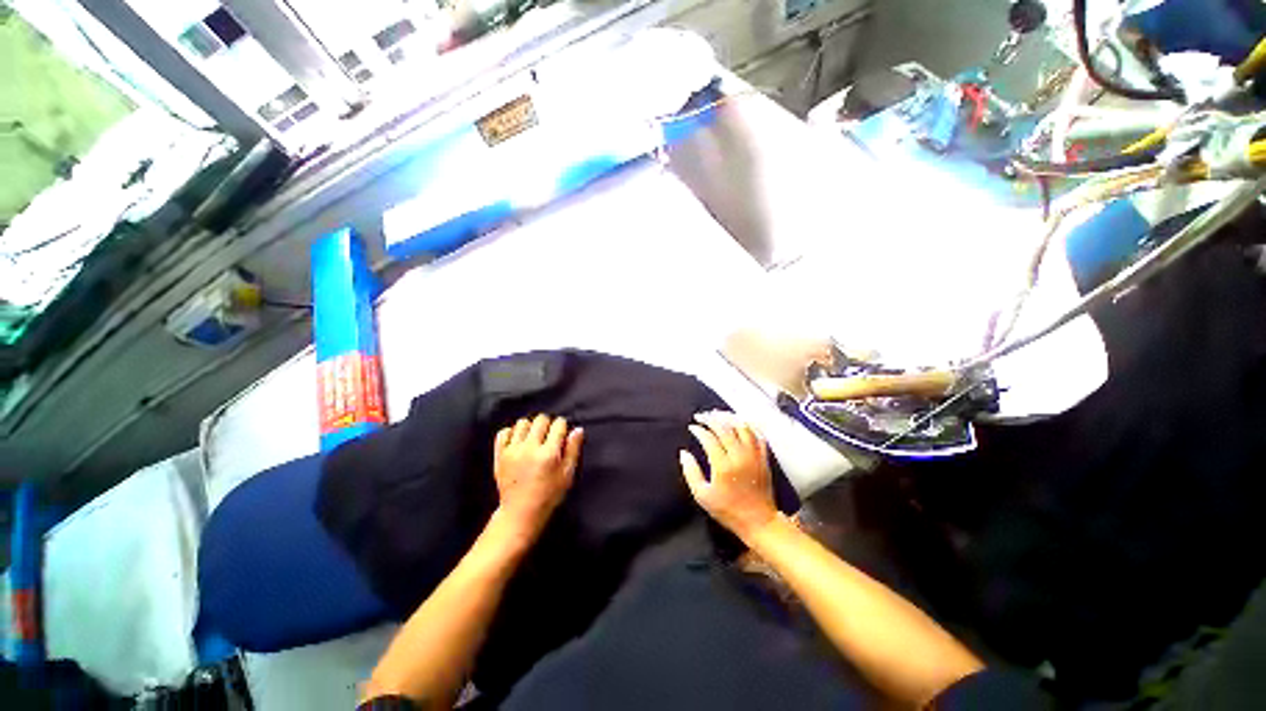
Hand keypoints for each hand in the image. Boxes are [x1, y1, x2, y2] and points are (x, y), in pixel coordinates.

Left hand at [493, 414, 583, 540]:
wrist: (520, 512)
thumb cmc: (548, 495)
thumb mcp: (567, 475)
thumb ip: (573, 450)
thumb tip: (577, 429)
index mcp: (548, 453)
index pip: (558, 424)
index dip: (563, 427)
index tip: (562, 436)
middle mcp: (530, 448)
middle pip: (541, 419)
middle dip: (548, 424)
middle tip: (549, 437)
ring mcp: (512, 450)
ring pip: (523, 422)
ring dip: (531, 427)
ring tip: (533, 438)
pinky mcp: (500, 455)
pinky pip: (504, 432)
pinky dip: (512, 432)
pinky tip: (518, 441)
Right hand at [680, 412, 778, 541]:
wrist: (759, 521)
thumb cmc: (728, 510)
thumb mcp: (702, 496)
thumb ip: (691, 472)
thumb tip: (684, 453)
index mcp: (723, 466)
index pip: (709, 438)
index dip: (699, 430)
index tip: (692, 427)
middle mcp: (739, 456)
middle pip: (724, 428)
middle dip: (710, 419)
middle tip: (701, 416)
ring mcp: (754, 455)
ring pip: (742, 427)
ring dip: (728, 418)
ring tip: (718, 415)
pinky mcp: (763, 457)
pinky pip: (757, 434)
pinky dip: (747, 425)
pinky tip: (739, 423)